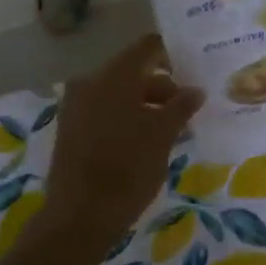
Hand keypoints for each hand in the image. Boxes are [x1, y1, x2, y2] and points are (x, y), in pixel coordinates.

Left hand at [44, 34, 204, 250]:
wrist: (79, 217)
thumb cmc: (127, 169)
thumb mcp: (162, 136)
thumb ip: (181, 107)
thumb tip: (195, 90)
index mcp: (113, 76)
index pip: (147, 47)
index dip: (172, 54)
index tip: (194, 70)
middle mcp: (90, 82)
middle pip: (133, 72)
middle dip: (163, 88)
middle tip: (188, 110)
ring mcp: (76, 105)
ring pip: (118, 94)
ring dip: (145, 105)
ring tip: (172, 130)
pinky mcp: (70, 129)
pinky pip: (104, 111)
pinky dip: (126, 118)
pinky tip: (145, 141)